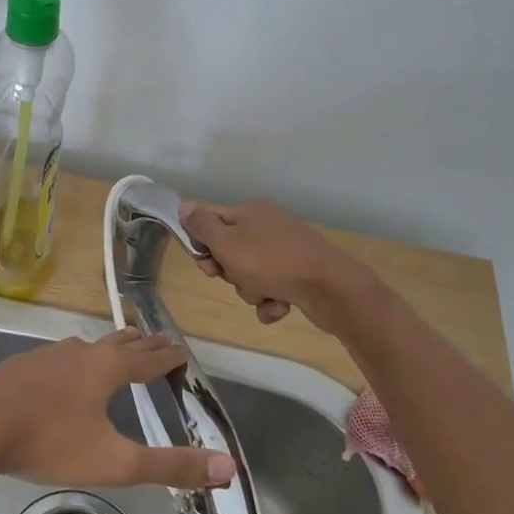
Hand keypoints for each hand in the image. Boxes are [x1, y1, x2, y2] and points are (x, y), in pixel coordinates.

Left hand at [0, 329, 235, 490]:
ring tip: (117, 352)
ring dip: (109, 348)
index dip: (170, 356)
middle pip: (120, 343)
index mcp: (108, 368)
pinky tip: (64, 374)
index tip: (184, 351)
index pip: (150, 358)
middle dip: (143, 344)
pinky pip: (60, 357)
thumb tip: (228, 468)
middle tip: (158, 344)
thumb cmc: (49, 442)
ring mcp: (47, 355)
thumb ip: (170, 466)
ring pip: (88, 346)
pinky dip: (77, 360)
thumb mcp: (115, 462)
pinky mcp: (21, 365)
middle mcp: (81, 352)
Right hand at [181, 199, 376, 332]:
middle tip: (233, 278)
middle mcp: (269, 226)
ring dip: (251, 290)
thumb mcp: (227, 242)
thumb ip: (202, 226)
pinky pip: (273, 290)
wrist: (329, 287)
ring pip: (251, 275)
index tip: (205, 263)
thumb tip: (185, 205)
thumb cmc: (270, 262)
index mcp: (251, 212)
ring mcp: (287, 251)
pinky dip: (272, 301)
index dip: (203, 245)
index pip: (213, 223)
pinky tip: (279, 307)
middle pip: (231, 251)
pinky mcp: (301, 275)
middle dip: (230, 272)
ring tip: (264, 294)